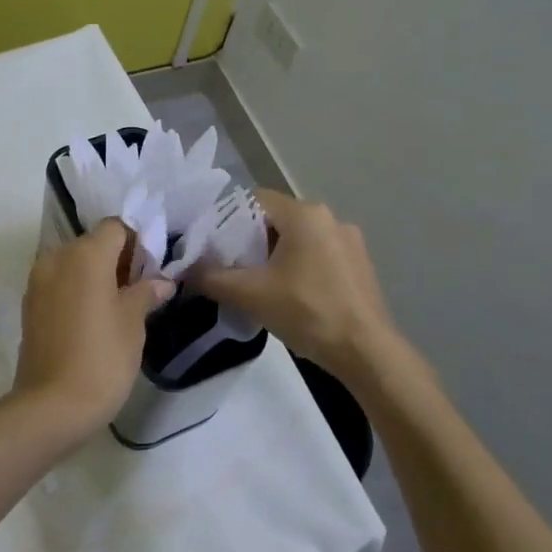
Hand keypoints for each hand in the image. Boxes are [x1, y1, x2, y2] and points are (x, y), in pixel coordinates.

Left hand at [10, 220, 175, 441]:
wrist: (52, 406)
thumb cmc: (102, 358)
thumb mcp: (133, 323)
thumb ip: (146, 293)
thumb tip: (161, 281)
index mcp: (85, 254)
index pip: (115, 227)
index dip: (137, 242)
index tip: (151, 269)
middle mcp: (57, 258)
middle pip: (93, 243)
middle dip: (117, 259)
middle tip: (140, 289)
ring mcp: (38, 281)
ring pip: (74, 263)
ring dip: (96, 275)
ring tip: (117, 306)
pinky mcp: (29, 305)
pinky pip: (59, 283)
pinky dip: (77, 290)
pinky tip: (93, 319)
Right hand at [192, 190, 396, 373]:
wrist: (366, 352)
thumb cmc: (307, 312)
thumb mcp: (250, 294)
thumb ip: (211, 277)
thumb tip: (185, 270)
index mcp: (304, 214)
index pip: (254, 200)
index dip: (228, 219)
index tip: (213, 246)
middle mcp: (330, 217)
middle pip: (276, 219)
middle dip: (251, 241)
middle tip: (231, 268)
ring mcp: (350, 241)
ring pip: (298, 238)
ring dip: (276, 255)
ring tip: (258, 284)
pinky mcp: (360, 264)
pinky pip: (318, 254)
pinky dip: (300, 267)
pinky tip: (292, 295)